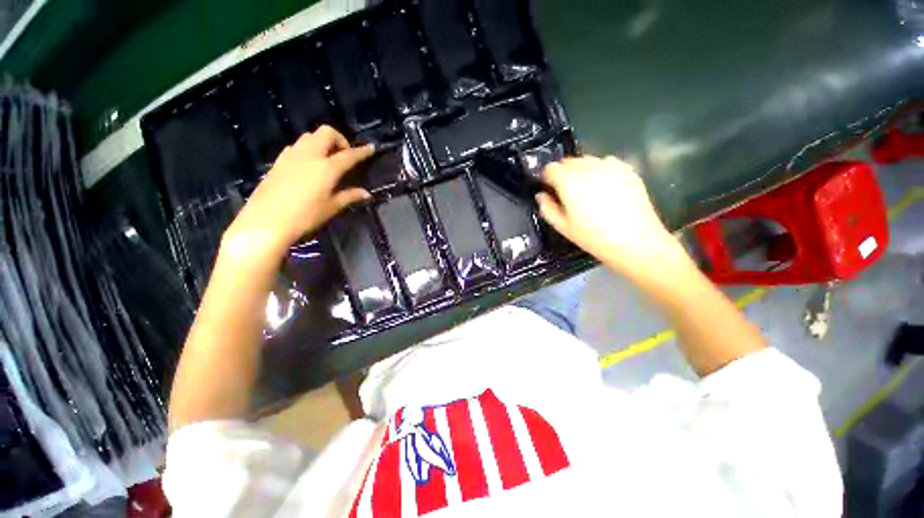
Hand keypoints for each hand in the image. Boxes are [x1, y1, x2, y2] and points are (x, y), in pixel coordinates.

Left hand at [222, 126, 374, 260]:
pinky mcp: (279, 161)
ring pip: (309, 136)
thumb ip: (350, 196)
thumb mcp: (331, 207)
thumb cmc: (305, 216)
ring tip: (327, 159)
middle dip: (339, 139)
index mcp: (327, 167)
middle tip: (344, 155)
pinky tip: (308, 165)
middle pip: (326, 133)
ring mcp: (291, 156)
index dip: (362, 151)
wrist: (266, 221)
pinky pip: (297, 146)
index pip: (349, 155)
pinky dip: (307, 149)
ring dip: (322, 142)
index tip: (371, 148)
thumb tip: (366, 193)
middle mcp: (309, 155)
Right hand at [536, 156, 681, 274]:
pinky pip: (605, 162)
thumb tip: (541, 195)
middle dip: (563, 173)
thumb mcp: (563, 227)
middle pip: (568, 161)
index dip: (546, 178)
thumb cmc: (593, 237)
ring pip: (586, 160)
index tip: (549, 189)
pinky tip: (604, 188)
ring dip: (580, 170)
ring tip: (586, 190)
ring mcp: (610, 166)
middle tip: (567, 193)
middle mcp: (588, 167)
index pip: (550, 168)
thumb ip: (547, 208)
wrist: (636, 241)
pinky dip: (599, 170)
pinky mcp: (627, 169)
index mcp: (569, 181)